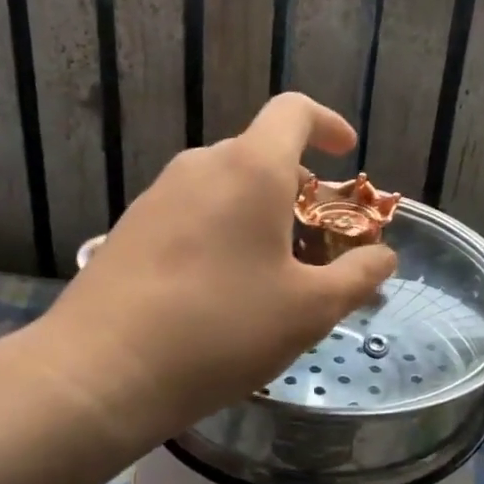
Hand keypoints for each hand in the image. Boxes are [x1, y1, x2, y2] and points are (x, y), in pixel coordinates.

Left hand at [11, 94, 396, 456]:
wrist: (99, 372)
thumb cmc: (220, 330)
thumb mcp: (309, 310)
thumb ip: (357, 275)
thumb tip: (383, 256)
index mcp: (251, 169)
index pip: (294, 111)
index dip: (327, 124)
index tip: (346, 155)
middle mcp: (201, 166)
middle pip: (260, 154)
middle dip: (298, 188)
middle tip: (316, 243)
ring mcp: (158, 195)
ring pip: (224, 185)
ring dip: (258, 212)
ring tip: (271, 273)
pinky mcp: (130, 227)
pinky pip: (192, 211)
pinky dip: (221, 230)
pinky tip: (219, 289)